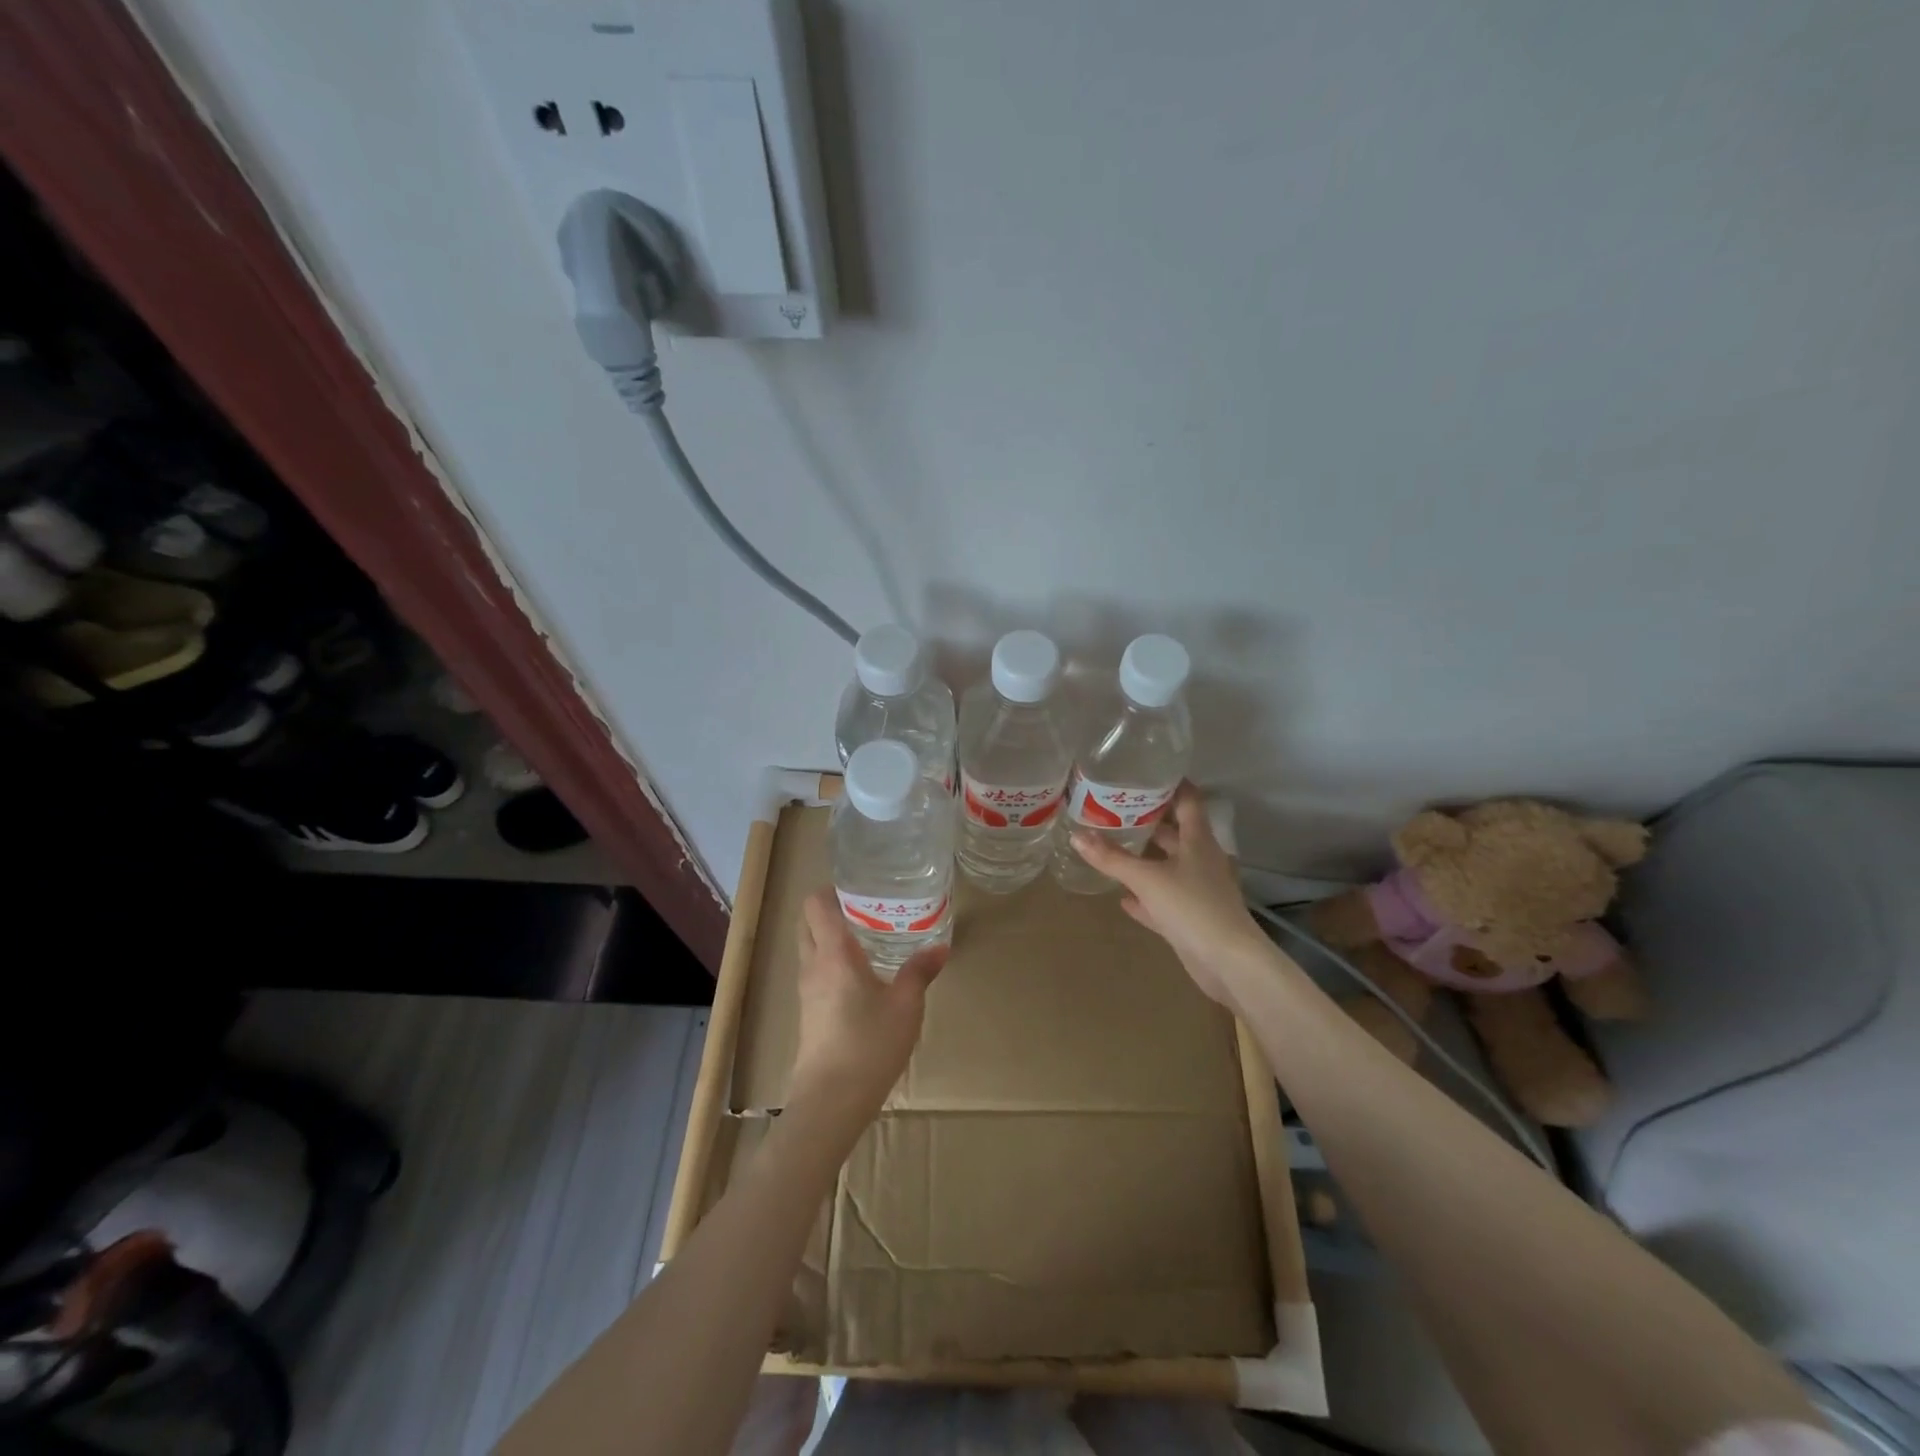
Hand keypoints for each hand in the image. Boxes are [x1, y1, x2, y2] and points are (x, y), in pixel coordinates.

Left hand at [788, 889, 946, 1130]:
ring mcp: (806, 991)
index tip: (859, 886)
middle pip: (808, 922)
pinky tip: (862, 974)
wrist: (830, 1103)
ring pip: (810, 947)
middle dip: (831, 909)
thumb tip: (940, 947)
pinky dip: (831, 960)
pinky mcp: (808, 1012)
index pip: (815, 904)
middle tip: (867, 908)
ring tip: (869, 937)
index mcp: (833, 954)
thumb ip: (920, 971)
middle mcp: (813, 965)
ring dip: (830, 935)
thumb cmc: (869, 1045)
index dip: (832, 889)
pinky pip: (815, 971)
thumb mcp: (906, 1006)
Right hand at [1070, 783, 1272, 1009]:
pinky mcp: (1193, 919)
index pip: (1188, 801)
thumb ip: (1112, 858)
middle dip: (1150, 822)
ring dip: (1146, 860)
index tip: (1148, 773)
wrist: (1228, 962)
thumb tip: (1076, 835)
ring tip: (1115, 847)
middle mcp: (1202, 860)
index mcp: (1199, 841)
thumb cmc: (1192, 906)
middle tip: (1117, 810)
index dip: (1172, 785)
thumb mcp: (1147, 879)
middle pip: (1176, 834)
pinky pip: (1165, 901)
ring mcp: (1199, 890)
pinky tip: (1124, 898)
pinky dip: (1146, 898)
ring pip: (1169, 867)